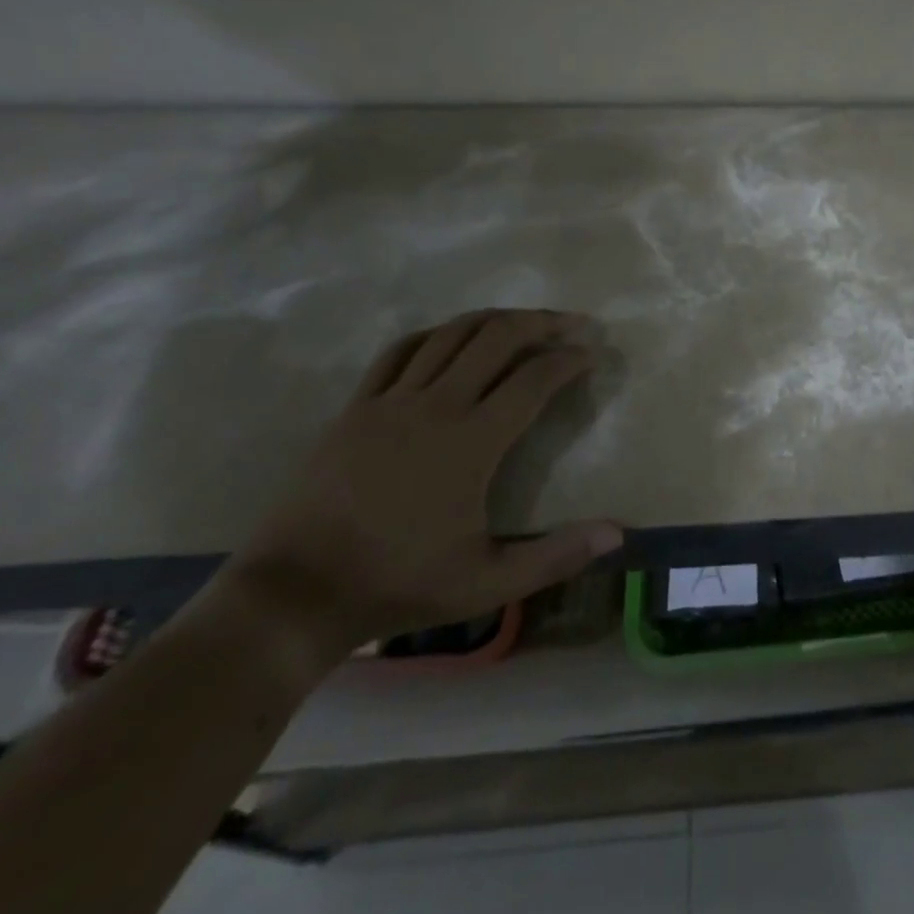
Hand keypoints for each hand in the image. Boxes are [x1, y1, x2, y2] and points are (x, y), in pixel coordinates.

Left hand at [219, 309, 623, 668]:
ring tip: (523, 321)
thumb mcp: (488, 583)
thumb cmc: (398, 584)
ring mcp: (391, 401)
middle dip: (542, 322)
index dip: (570, 360)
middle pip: (497, 337)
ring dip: (495, 319)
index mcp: (472, 441)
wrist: (296, 593)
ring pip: (451, 334)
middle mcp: (436, 406)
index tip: (592, 355)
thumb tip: (617, 535)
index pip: (534, 379)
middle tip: (572, 324)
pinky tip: (451, 338)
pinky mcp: (357, 408)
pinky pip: (401, 351)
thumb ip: (556, 556)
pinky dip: (437, 334)